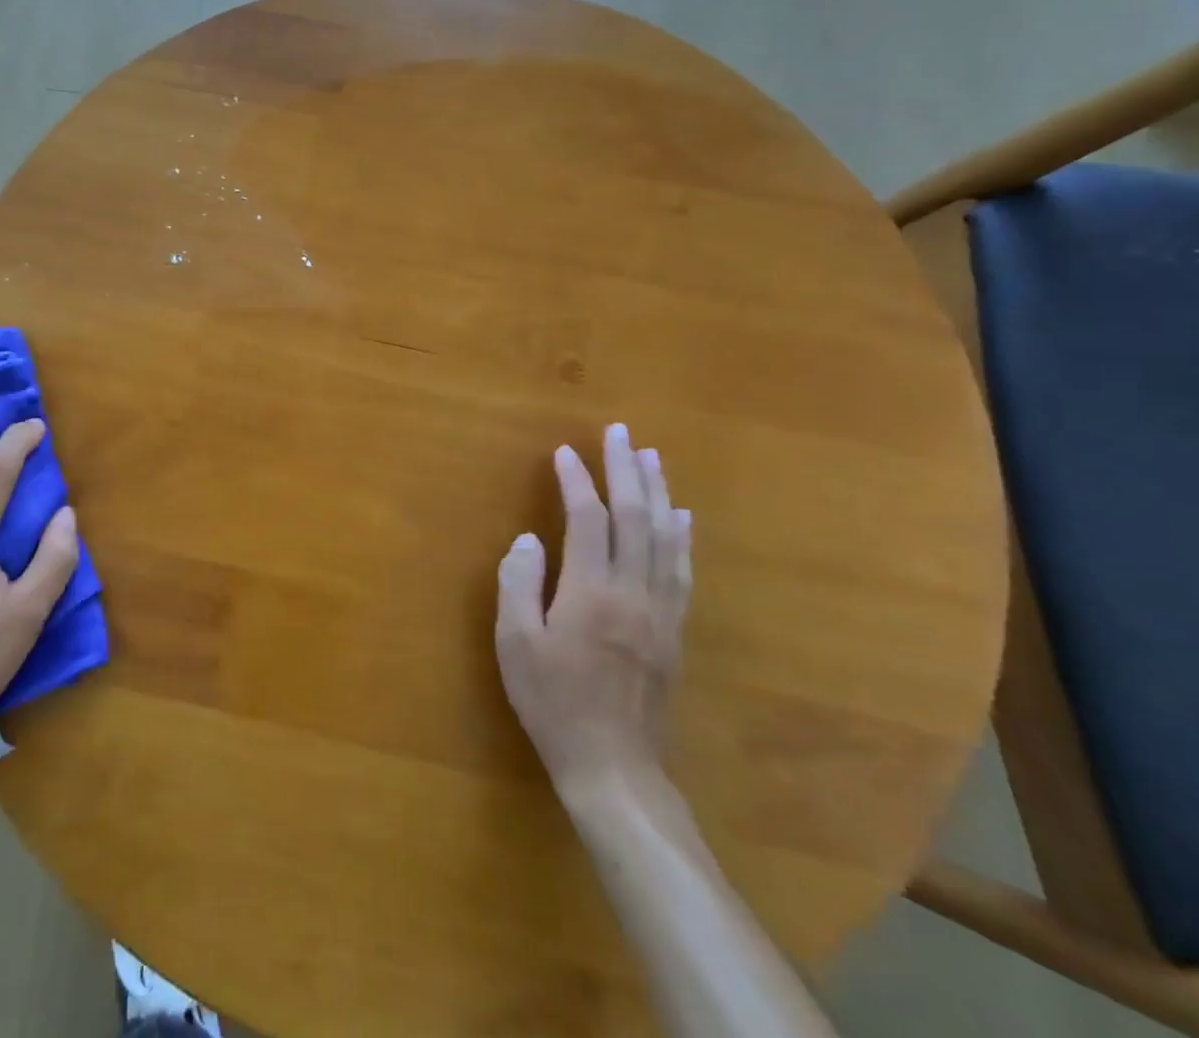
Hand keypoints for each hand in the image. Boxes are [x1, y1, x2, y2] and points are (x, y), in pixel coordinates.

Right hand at [495, 424, 692, 802]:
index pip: (588, 518)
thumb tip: (530, 539)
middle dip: (627, 469)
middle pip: (636, 516)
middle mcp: (633, 591)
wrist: (613, 766)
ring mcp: (661, 610)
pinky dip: (682, 536)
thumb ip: (520, 583)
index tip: (565, 452)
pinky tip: (682, 516)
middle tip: (621, 433)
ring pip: (666, 537)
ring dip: (658, 492)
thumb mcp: (516, 643)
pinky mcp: (675, 630)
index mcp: (592, 591)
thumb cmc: (553, 701)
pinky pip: (682, 570)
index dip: (577, 480)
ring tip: (652, 457)